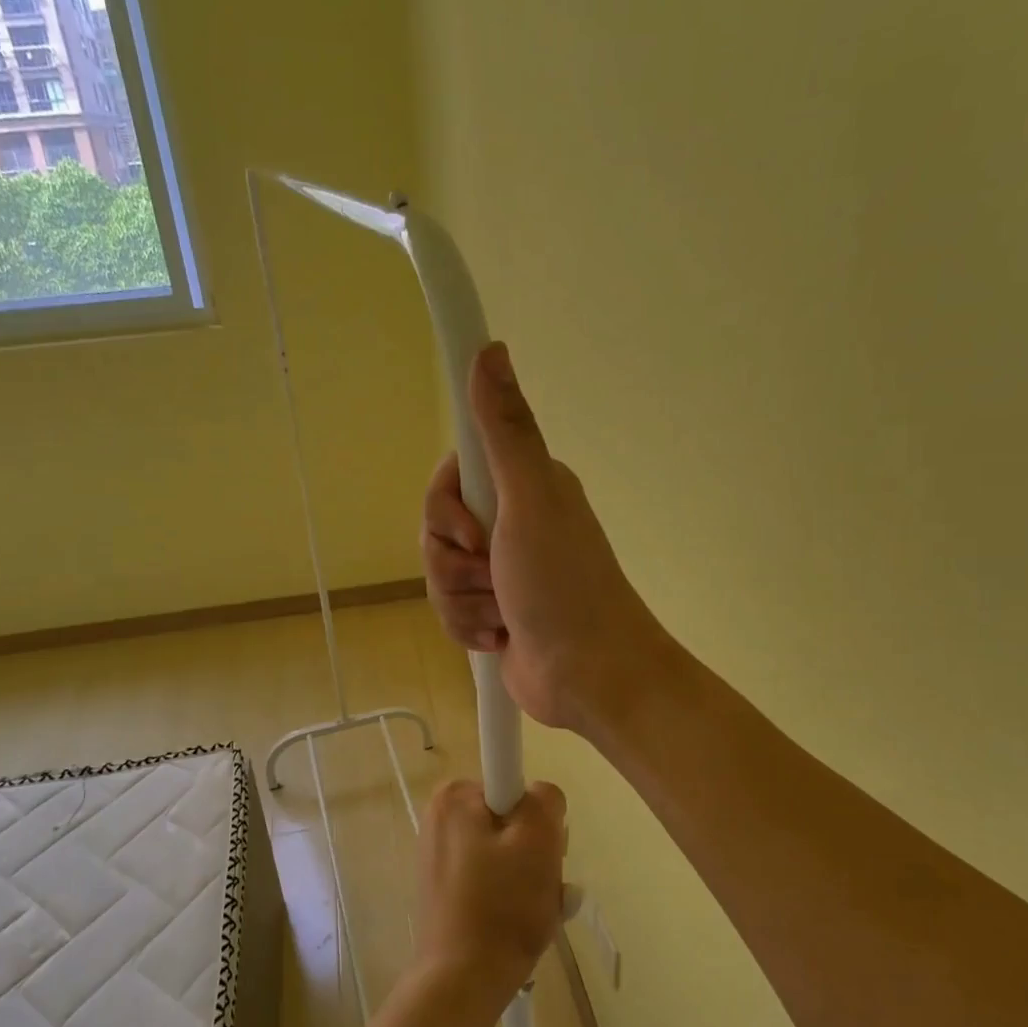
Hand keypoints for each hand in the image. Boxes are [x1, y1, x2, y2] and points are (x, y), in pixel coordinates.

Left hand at [413, 778, 566, 1018]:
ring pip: (506, 850)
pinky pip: (491, 875)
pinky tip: (517, 922)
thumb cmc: (502, 907)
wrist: (461, 982)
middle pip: (512, 817)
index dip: (536, 816)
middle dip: (536, 850)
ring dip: (530, 876)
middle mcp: (440, 816)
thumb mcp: (540, 840)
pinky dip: (510, 893)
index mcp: (454, 796)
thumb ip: (545, 799)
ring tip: (533, 909)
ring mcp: (439, 853)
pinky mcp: (444, 886)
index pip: (516, 783)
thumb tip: (539, 796)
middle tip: (542, 884)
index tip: (539, 850)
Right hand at [422, 342, 673, 734]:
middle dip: (454, 562)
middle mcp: (511, 523)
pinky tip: (498, 637)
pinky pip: (451, 610)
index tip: (473, 527)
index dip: (447, 505)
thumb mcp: (531, 499)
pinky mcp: (494, 612)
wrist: (590, 677)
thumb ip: (506, 430)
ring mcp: (502, 572)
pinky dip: (469, 627)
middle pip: (437, 529)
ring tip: (501, 614)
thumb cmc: (564, 585)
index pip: (450, 476)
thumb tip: (491, 349)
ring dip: (463, 600)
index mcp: (522, 487)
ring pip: (441, 573)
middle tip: (493, 574)